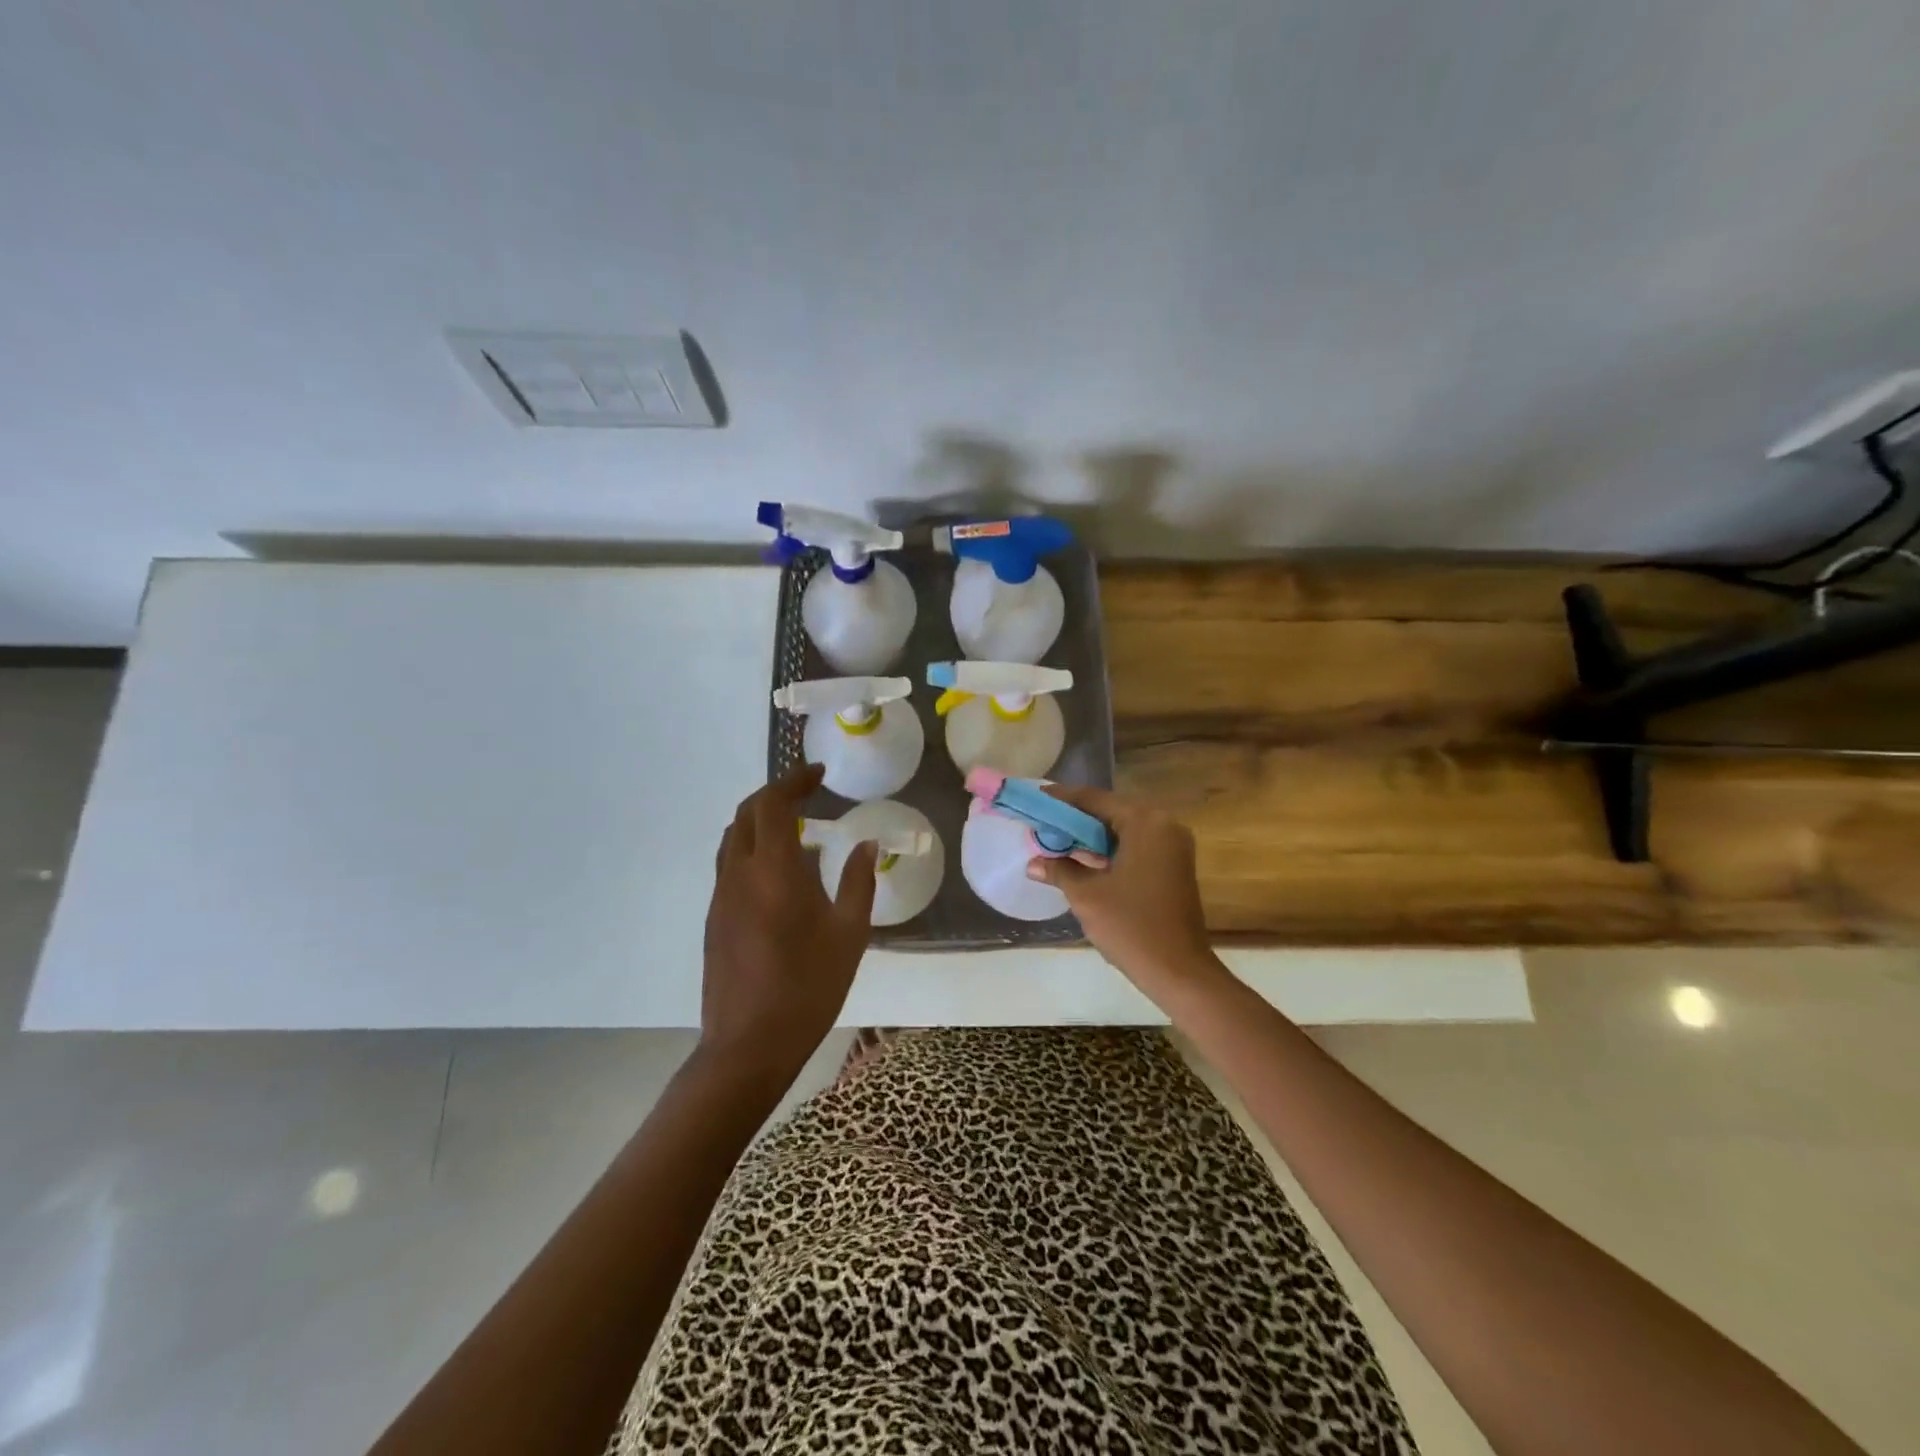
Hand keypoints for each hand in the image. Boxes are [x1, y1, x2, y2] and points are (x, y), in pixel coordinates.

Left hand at [700, 764, 876, 1080]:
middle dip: (775, 794)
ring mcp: (721, 897)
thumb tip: (865, 844)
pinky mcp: (714, 919)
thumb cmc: (808, 987)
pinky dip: (752, 849)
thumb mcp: (849, 934)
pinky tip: (780, 874)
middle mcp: (739, 874)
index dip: (793, 780)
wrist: (749, 1045)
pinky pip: (730, 865)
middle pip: (746, 813)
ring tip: (796, 828)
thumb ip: (858, 882)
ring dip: (760, 820)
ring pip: (733, 838)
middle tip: (809, 793)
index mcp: (773, 870)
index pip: (772, 803)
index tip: (819, 774)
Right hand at [1027, 784, 1222, 1000]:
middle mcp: (1164, 825)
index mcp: (1145, 822)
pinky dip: (1111, 849)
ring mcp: (1173, 846)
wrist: (1179, 971)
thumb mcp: (1087, 895)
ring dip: (1092, 836)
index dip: (1062, 800)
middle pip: (1111, 811)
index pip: (1095, 799)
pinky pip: (1136, 845)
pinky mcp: (1175, 865)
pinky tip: (1085, 860)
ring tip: (1057, 841)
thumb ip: (1059, 869)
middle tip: (1043, 823)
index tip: (1035, 800)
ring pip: (1123, 830)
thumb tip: (1034, 863)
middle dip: (1076, 819)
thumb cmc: (1131, 926)